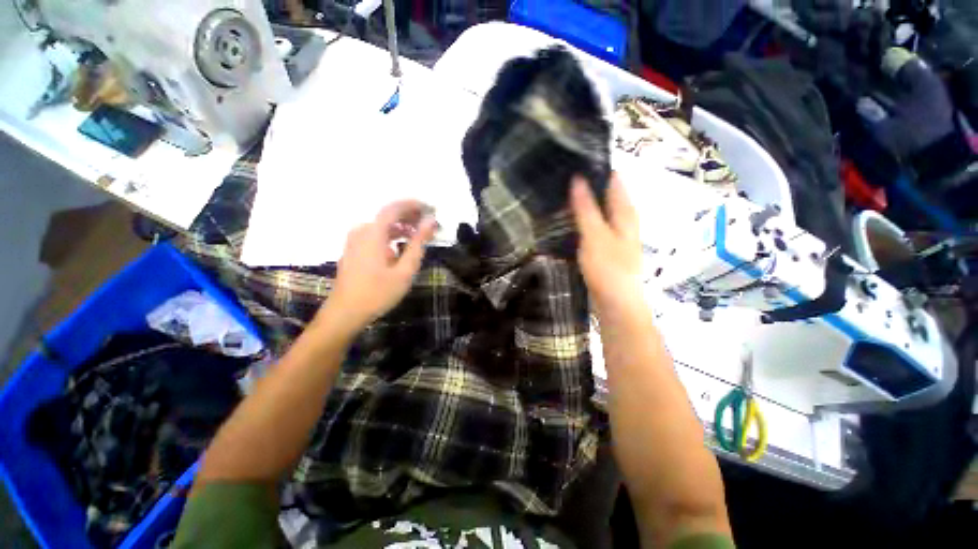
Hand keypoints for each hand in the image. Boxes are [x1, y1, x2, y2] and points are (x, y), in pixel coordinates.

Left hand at [321, 200, 436, 333]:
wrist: (345, 313)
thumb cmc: (378, 293)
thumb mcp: (404, 270)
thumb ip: (418, 244)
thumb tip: (430, 223)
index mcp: (373, 233)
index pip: (394, 208)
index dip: (414, 205)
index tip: (431, 209)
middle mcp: (362, 231)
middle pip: (388, 215)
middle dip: (411, 216)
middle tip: (430, 224)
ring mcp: (355, 240)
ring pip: (383, 226)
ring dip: (402, 227)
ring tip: (420, 236)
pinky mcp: (354, 250)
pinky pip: (376, 235)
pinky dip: (392, 236)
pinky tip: (402, 246)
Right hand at [570, 173, 645, 319]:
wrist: (616, 304)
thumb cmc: (608, 268)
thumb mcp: (595, 235)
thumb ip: (587, 208)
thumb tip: (578, 178)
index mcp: (625, 211)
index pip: (612, 179)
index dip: (594, 168)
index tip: (571, 161)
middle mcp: (621, 219)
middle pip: (604, 194)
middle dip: (584, 185)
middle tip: (558, 178)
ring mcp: (612, 234)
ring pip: (596, 210)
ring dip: (580, 203)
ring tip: (557, 194)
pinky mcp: (603, 247)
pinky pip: (591, 226)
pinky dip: (580, 219)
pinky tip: (565, 219)